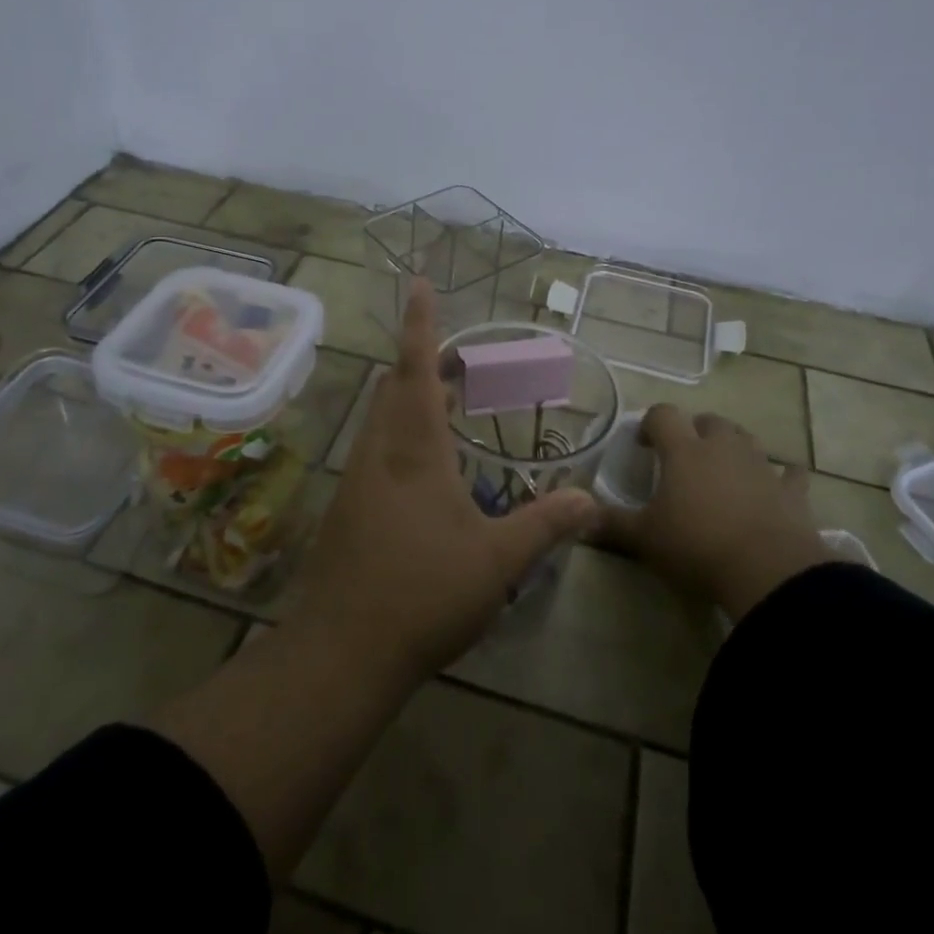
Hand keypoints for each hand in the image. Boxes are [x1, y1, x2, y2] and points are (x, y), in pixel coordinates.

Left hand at [286, 282, 599, 688]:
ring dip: (412, 399)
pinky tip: (428, 467)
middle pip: (395, 385)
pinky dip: (402, 433)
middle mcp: (380, 450)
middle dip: (424, 363)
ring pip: (382, 416)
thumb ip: (545, 525)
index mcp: (413, 448)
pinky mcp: (349, 506)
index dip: (420, 323)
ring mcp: (358, 478)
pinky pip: (377, 447)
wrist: (341, 650)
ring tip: (450, 405)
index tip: (418, 282)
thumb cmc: (423, 592)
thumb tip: (591, 501)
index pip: (415, 368)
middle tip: (462, 363)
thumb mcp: (497, 561)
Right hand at [598, 406, 831, 619]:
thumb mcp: (644, 539)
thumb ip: (609, 523)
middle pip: (708, 421)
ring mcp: (761, 466)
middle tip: (683, 457)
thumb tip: (576, 513)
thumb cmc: (697, 547)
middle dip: (694, 431)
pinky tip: (777, 485)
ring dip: (732, 446)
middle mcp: (722, 447)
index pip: (663, 415)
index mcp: (683, 451)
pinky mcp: (791, 492)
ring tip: (722, 467)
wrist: (768, 572)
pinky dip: (781, 476)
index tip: (643, 445)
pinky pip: (788, 473)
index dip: (650, 423)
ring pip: (746, 438)